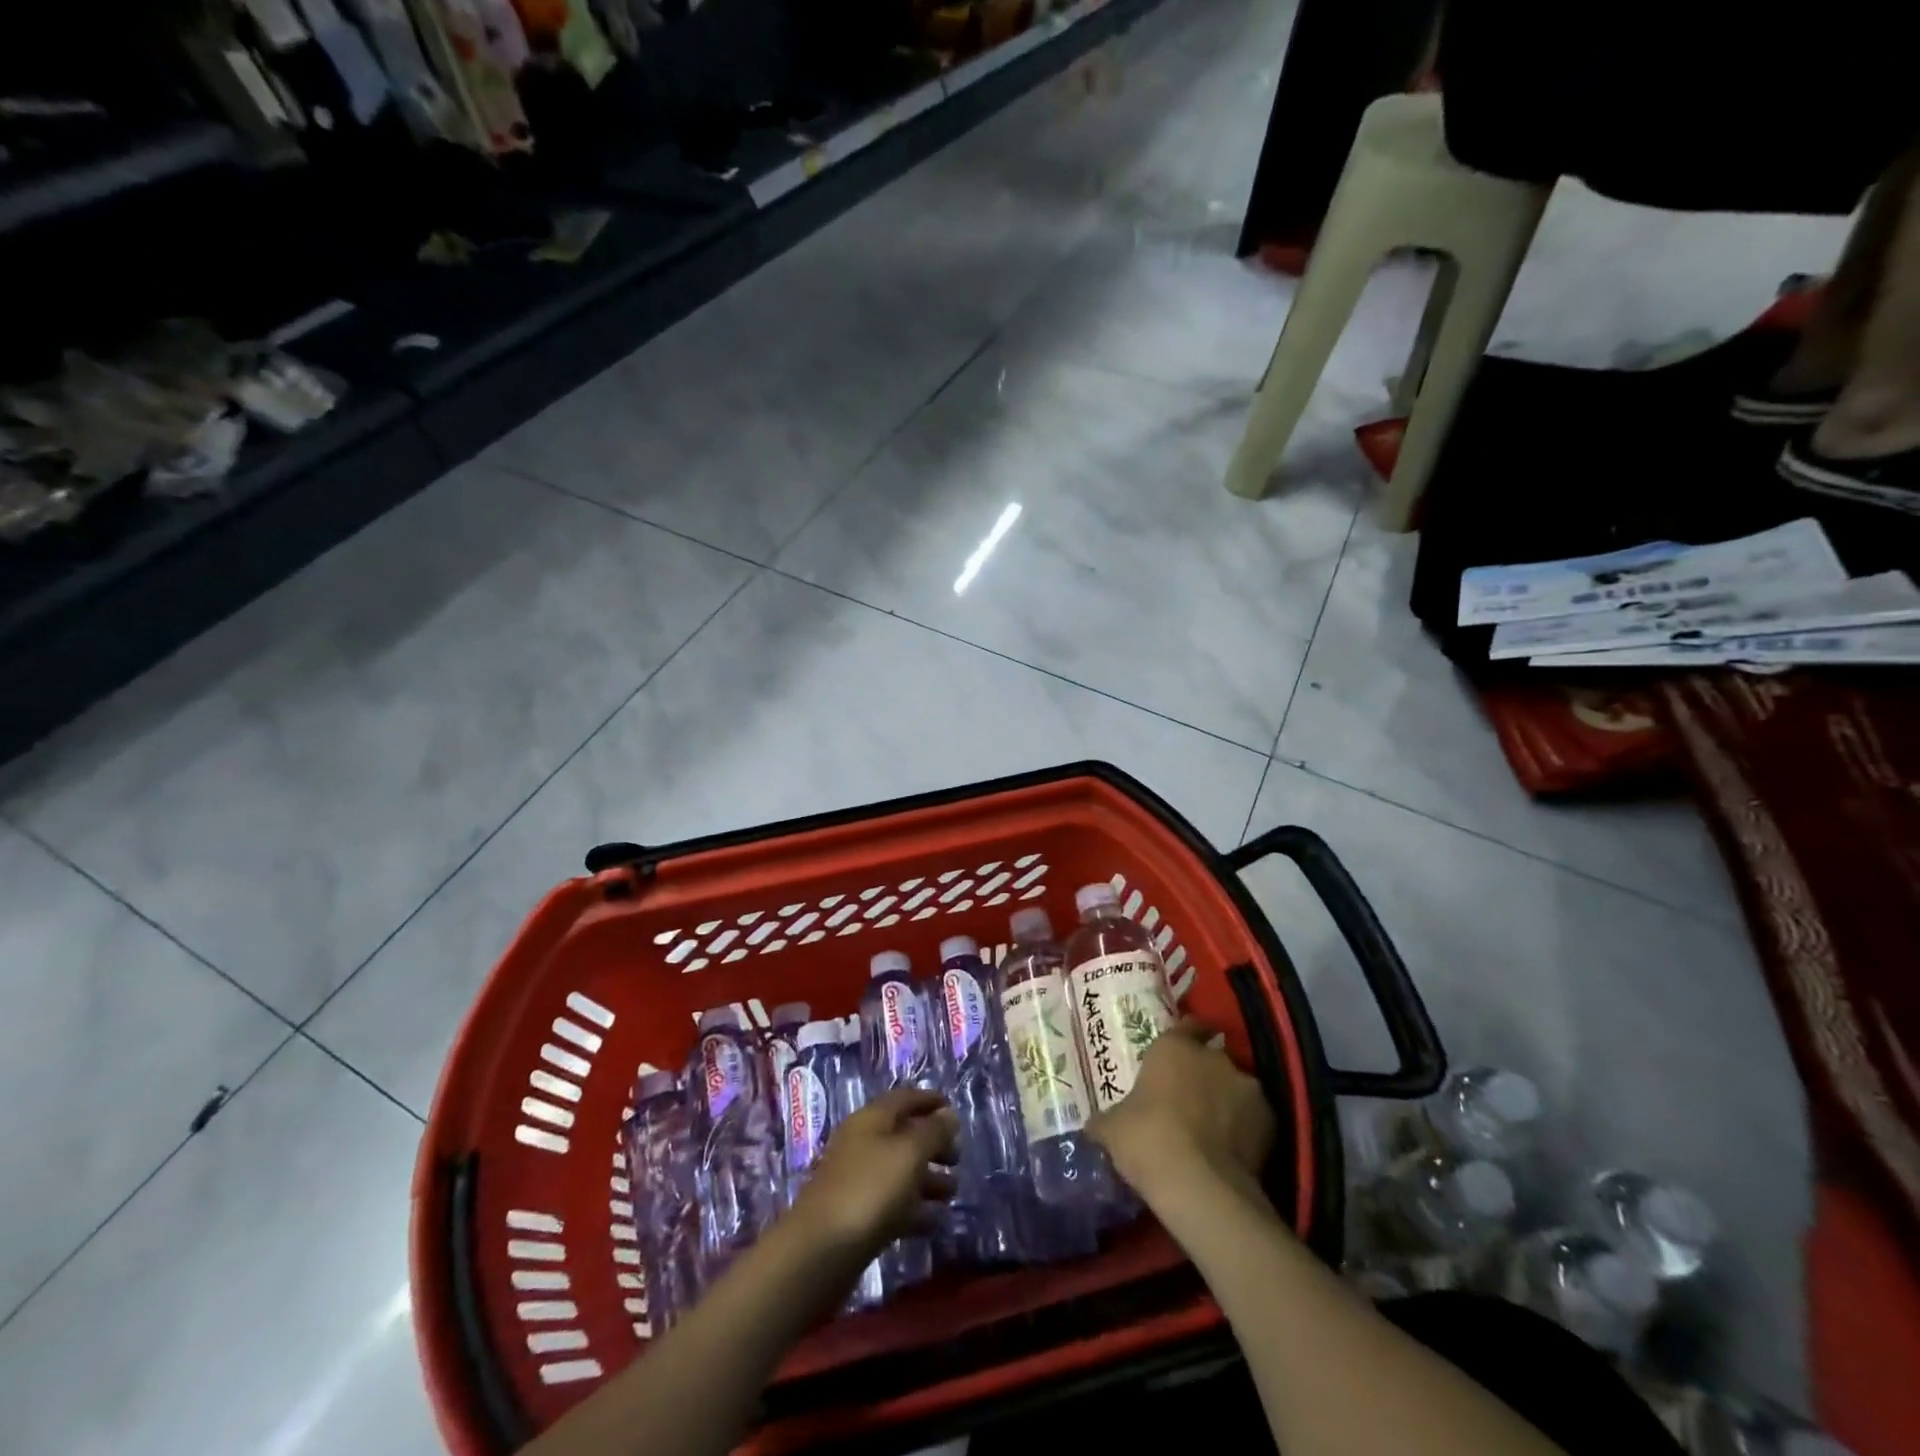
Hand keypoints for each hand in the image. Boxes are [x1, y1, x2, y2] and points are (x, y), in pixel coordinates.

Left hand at [787, 1089, 959, 1258]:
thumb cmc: (870, 1188)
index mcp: (871, 1118)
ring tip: (952, 1193)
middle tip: (958, 1159)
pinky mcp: (857, 1215)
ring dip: (927, 1179)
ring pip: (899, 1171)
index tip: (954, 1111)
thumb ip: (933, 1132)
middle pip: (903, 1135)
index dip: (930, 1100)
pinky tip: (934, 1221)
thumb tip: (949, 1114)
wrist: (822, 1250)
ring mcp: (857, 1180)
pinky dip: (914, 1208)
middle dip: (932, 1144)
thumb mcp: (909, 1153)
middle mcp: (862, 1142)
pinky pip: (892, 1203)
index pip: (904, 1098)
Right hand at [1087, 1019, 1275, 1205]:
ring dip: (1225, 1101)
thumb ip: (1107, 1120)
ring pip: (1235, 1087)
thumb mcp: (1111, 1129)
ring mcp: (1247, 1087)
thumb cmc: (1147, 1140)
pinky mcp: (1271, 1121)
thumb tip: (1094, 1126)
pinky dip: (1245, 1129)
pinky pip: (1254, 1118)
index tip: (1178, 1053)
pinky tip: (1231, 1152)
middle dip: (1202, 1075)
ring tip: (1212, 1131)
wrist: (1201, 1187)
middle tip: (1186, 1101)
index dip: (1185, 1036)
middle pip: (1211, 1058)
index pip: (1187, 1024)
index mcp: (1174, 1047)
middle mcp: (1214, 1057)